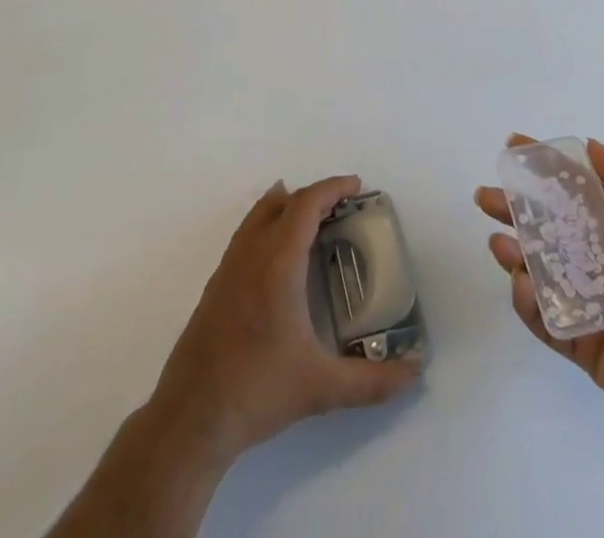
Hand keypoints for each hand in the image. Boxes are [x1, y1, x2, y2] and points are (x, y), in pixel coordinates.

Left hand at [148, 175, 421, 465]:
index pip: (306, 204)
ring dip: (288, 206)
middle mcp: (251, 253)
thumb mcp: (320, 388)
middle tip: (343, 207)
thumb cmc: (256, 390)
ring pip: (259, 214)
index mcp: (278, 262)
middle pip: (283, 202)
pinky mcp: (215, 285)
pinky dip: (268, 224)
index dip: (333, 188)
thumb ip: (371, 382)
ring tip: (313, 219)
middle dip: (315, 196)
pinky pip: (246, 234)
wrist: (190, 418)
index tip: (357, 186)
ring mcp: (228, 267)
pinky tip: (278, 256)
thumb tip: (413, 373)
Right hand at [475, 135, 603, 433]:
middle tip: (485, 197)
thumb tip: (588, 145)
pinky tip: (524, 284)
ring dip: (511, 252)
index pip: (568, 189)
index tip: (512, 146)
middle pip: (541, 227)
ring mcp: (582, 299)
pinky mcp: (576, 338)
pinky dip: (526, 299)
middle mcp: (592, 258)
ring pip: (534, 269)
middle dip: (510, 208)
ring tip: (500, 243)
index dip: (540, 167)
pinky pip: (541, 316)